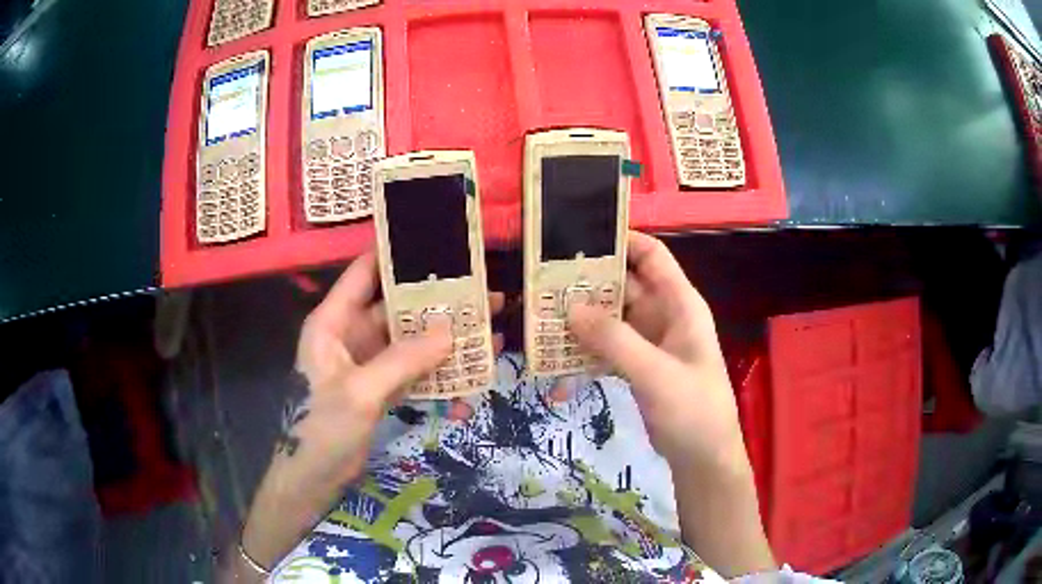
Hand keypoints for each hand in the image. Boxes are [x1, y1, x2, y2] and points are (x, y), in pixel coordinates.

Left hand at [236, 252, 503, 574]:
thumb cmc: (321, 430)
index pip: (364, 272)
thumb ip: (403, 360)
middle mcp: (350, 334)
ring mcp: (367, 362)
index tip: (437, 241)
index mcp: (333, 321)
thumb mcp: (360, 392)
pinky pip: (412, 369)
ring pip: (409, 339)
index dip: (396, 253)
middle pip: (395, 306)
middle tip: (481, 289)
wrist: (312, 480)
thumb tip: (451, 331)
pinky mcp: (380, 387)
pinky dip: (438, 369)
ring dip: (443, 336)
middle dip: (436, 300)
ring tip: (487, 325)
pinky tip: (470, 369)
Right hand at [568, 232, 774, 576]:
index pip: (651, 255)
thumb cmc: (693, 410)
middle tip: (541, 286)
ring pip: (609, 321)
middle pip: (621, 287)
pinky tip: (557, 376)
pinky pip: (606, 351)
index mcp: (679, 304)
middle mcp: (663, 316)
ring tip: (540, 326)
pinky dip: (584, 358)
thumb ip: (615, 341)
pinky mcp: (637, 367)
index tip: (578, 238)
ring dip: (579, 325)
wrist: (703, 459)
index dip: (621, 240)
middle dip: (585, 286)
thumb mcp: (655, 373)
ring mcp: (648, 343)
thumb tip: (569, 308)